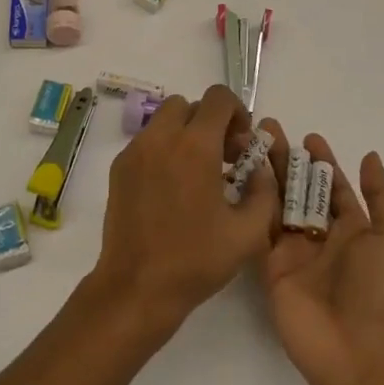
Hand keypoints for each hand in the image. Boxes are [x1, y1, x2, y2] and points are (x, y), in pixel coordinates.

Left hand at [89, 85, 277, 340]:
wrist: (136, 286)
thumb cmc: (195, 260)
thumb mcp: (248, 233)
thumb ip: (263, 193)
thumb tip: (259, 169)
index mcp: (195, 146)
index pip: (218, 98)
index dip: (237, 112)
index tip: (242, 144)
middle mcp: (162, 137)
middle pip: (189, 105)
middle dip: (210, 122)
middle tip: (222, 158)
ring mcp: (136, 150)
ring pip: (164, 120)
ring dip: (185, 133)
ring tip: (196, 173)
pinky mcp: (119, 166)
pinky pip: (147, 141)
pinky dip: (163, 150)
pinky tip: (171, 188)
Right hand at [257, 122, 383, 384]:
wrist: (357, 352)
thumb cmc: (382, 292)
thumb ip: (381, 197)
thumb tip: (369, 156)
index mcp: (354, 230)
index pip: (334, 188)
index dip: (323, 162)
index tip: (308, 136)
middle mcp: (321, 237)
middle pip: (300, 188)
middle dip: (287, 159)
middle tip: (267, 128)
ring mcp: (294, 251)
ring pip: (276, 202)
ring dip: (265, 172)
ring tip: (248, 141)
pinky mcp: (270, 265)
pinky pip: (258, 227)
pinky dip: (250, 201)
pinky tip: (239, 174)